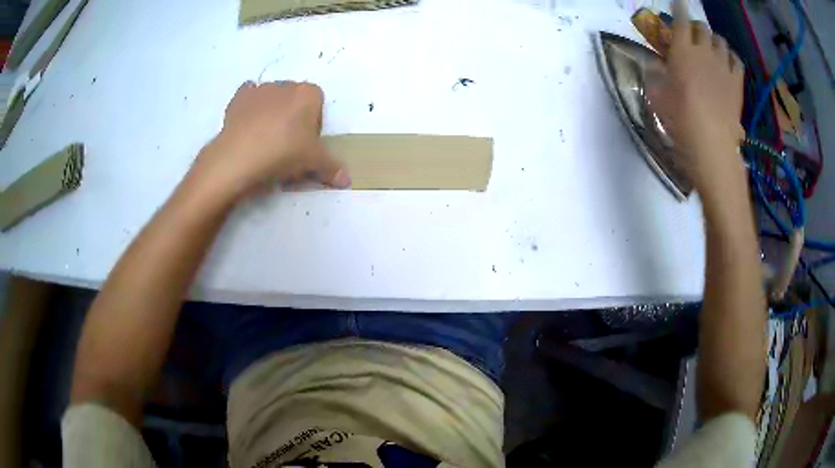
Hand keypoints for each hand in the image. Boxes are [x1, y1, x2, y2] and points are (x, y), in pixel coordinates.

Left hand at [193, 81, 350, 199]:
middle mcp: (285, 85)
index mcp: (308, 93)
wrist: (240, 158)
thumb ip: (332, 168)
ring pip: (271, 98)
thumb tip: (347, 180)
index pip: (318, 103)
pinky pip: (248, 97)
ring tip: (264, 140)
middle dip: (293, 116)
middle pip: (294, 99)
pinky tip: (247, 125)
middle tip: (287, 144)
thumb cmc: (284, 153)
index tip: (306, 143)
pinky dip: (249, 107)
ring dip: (271, 112)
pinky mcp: (238, 99)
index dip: (314, 123)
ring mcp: (259, 90)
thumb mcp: (313, 163)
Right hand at [647, 0, 745, 193]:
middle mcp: (704, 51)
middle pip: (703, 28)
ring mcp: (723, 67)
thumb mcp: (658, 98)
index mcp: (682, 50)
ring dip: (714, 40)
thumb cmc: (681, 121)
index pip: (680, 20)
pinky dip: (730, 56)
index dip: (679, 8)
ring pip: (720, 41)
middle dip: (697, 28)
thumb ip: (655, 75)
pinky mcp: (737, 84)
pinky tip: (727, 62)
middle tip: (693, 36)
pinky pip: (736, 60)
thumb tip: (655, 65)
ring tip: (711, 48)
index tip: (679, 2)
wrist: (713, 147)